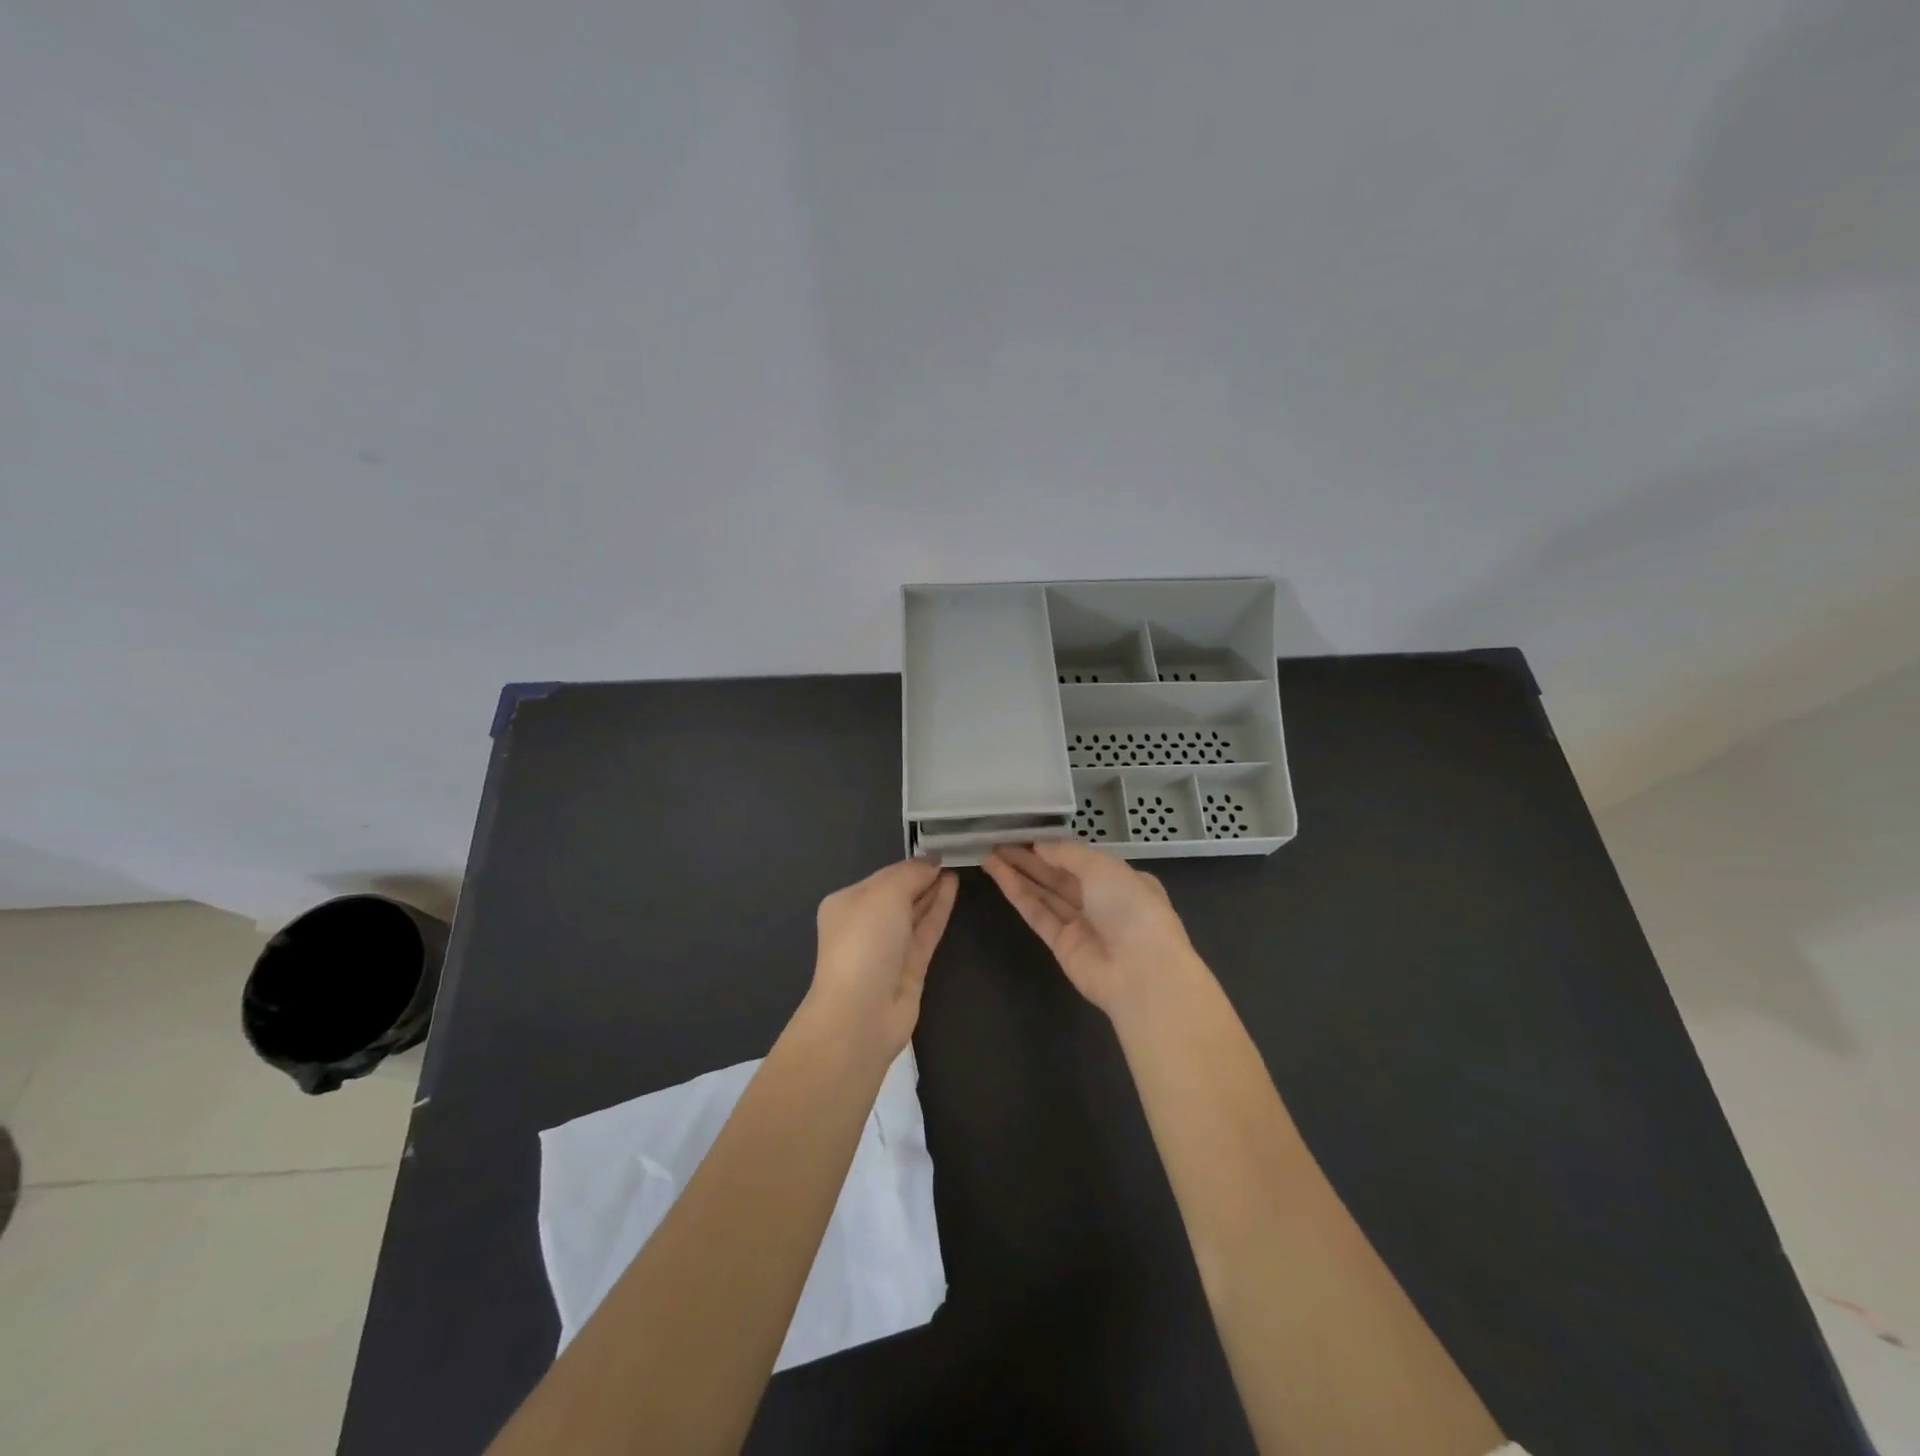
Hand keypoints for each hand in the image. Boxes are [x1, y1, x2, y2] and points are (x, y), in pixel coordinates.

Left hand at [808, 858, 958, 1055]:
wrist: (861, 1013)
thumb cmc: (864, 943)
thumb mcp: (884, 895)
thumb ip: (910, 874)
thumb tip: (932, 862)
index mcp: (846, 903)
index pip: (883, 876)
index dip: (911, 864)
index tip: (939, 849)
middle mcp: (865, 924)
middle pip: (899, 894)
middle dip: (922, 877)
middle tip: (953, 856)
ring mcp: (888, 948)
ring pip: (914, 912)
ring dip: (933, 891)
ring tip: (956, 868)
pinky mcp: (909, 968)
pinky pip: (926, 931)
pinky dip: (939, 910)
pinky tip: (953, 889)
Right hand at [983, 841, 1202, 1021]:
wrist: (1142, 973)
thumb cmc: (1132, 908)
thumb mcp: (1104, 867)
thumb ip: (1068, 854)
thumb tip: (1040, 846)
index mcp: (1122, 879)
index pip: (1082, 858)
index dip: (1053, 846)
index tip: (1024, 833)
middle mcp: (1101, 901)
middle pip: (1058, 875)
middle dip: (1029, 858)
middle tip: (997, 841)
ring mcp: (1081, 925)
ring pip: (1044, 893)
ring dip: (1018, 873)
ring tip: (988, 854)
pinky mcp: (1061, 945)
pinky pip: (1037, 914)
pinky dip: (1018, 894)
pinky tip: (998, 875)